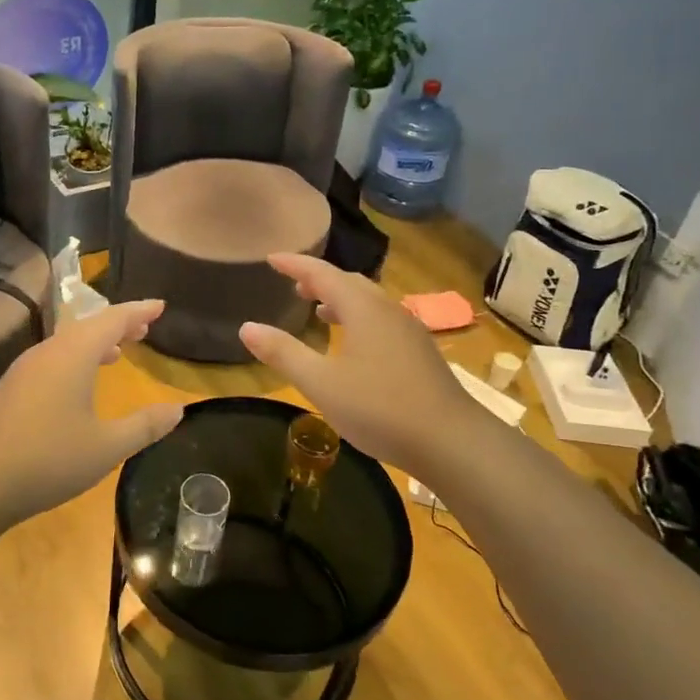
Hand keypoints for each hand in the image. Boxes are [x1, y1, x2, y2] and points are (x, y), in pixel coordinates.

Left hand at [0, 299, 183, 528]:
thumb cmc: (49, 460)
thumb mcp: (106, 447)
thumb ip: (144, 426)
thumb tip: (178, 409)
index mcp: (73, 355)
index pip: (112, 319)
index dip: (138, 311)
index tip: (160, 305)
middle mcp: (48, 352)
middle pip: (88, 326)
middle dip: (118, 324)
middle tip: (144, 327)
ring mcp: (24, 369)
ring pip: (67, 342)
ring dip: (95, 342)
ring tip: (118, 352)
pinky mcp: (11, 387)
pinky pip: (52, 358)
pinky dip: (75, 358)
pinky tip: (79, 383)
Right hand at [240, 254, 476, 473]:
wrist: (452, 441)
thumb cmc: (380, 408)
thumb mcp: (321, 383)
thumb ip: (283, 353)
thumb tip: (247, 327)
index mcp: (362, 308)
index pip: (322, 274)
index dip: (295, 264)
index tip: (272, 259)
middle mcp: (387, 310)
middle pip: (349, 283)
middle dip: (319, 280)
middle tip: (294, 286)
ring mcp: (409, 330)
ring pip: (369, 302)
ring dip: (341, 300)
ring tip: (319, 312)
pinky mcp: (420, 352)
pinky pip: (382, 320)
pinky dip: (359, 319)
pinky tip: (354, 346)